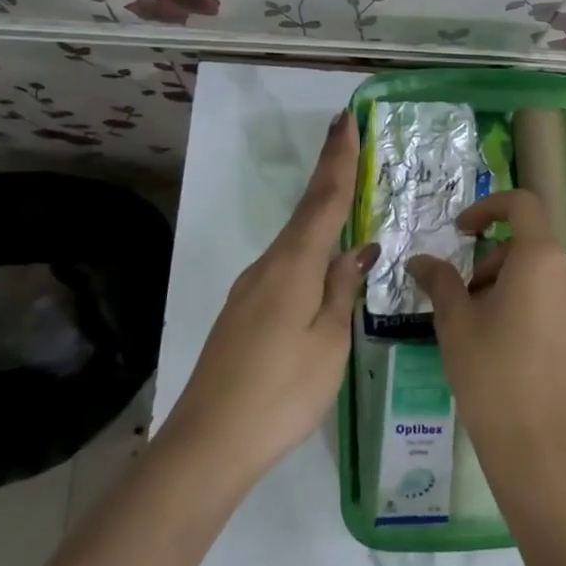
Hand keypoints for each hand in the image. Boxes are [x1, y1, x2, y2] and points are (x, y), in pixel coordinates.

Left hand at [164, 109, 374, 483]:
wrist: (207, 446)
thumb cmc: (281, 392)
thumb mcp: (329, 341)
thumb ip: (342, 289)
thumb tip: (358, 249)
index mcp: (293, 265)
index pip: (324, 199)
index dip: (338, 158)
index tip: (346, 118)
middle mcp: (268, 266)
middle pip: (307, 212)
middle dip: (330, 175)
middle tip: (352, 142)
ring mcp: (251, 290)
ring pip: (296, 242)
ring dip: (322, 214)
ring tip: (351, 201)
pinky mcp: (245, 313)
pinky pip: (286, 267)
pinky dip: (310, 250)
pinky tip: (324, 265)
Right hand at [406, 190, 565, 491]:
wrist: (542, 447)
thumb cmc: (493, 374)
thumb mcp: (456, 323)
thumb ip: (440, 281)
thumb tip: (419, 261)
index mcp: (542, 258)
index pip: (522, 205)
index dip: (488, 207)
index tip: (461, 232)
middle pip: (525, 245)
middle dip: (488, 262)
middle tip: (459, 300)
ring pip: (536, 274)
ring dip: (503, 285)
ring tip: (476, 328)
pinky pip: (550, 298)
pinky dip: (523, 303)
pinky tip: (501, 344)